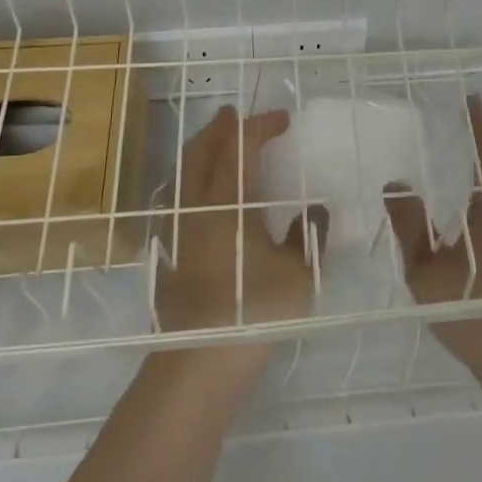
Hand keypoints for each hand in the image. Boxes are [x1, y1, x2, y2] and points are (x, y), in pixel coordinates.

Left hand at [152, 107, 322, 349]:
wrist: (196, 364)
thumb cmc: (252, 310)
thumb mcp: (297, 274)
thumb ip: (308, 237)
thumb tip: (316, 211)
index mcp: (226, 201)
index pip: (240, 146)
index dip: (261, 126)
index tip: (283, 119)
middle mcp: (194, 206)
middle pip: (201, 150)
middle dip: (220, 128)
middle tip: (236, 116)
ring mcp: (174, 229)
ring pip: (182, 173)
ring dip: (200, 150)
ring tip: (216, 146)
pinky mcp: (165, 253)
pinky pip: (174, 199)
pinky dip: (188, 180)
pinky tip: (197, 196)